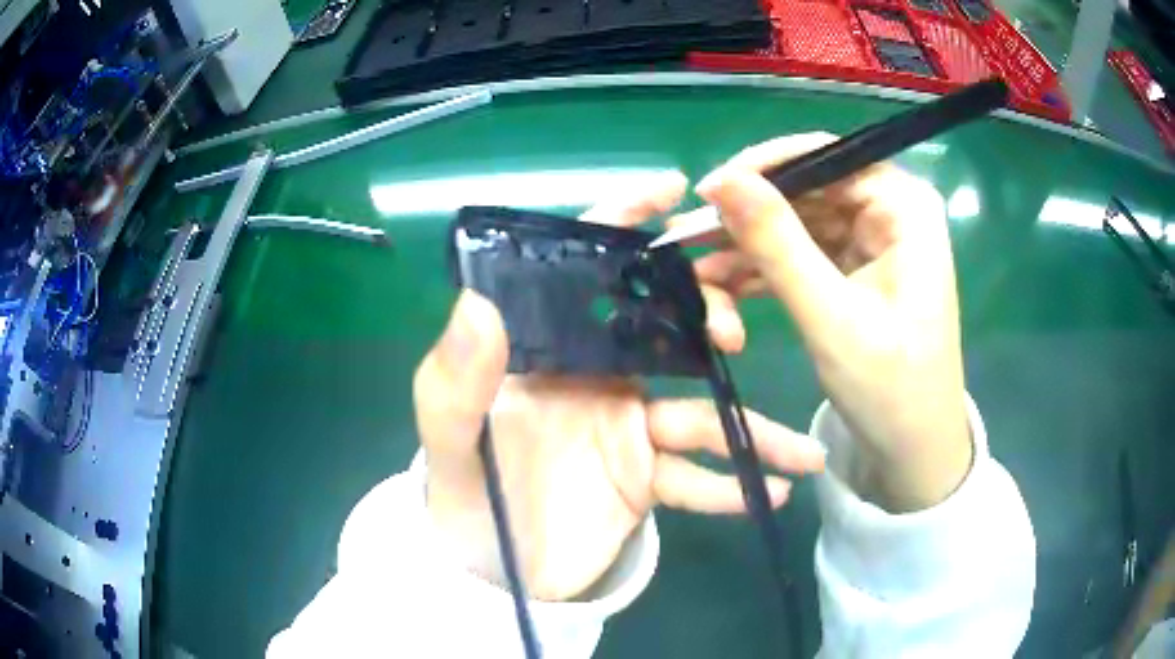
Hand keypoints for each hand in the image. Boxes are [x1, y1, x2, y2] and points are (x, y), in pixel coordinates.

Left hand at [413, 174, 825, 601]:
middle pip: (665, 327)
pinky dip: (731, 488)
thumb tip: (479, 302)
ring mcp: (628, 430)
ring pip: (700, 415)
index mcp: (547, 350)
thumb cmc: (465, 495)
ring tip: (804, 451)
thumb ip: (455, 378)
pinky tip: (769, 494)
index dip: (624, 220)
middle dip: (707, 317)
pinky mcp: (645, 480)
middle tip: (736, 334)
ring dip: (753, 431)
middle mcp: (596, 377)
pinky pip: (697, 478)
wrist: (490, 570)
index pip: (585, 267)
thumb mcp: (449, 436)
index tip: (673, 190)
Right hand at [688, 133, 972, 512]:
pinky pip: (799, 253)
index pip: (825, 157)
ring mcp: (870, 239)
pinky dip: (762, 271)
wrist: (912, 450)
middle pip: (805, 189)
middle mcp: (889, 210)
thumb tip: (721, 181)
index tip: (707, 193)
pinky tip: (724, 291)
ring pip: (795, 222)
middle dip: (748, 218)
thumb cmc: (890, 389)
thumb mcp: (831, 316)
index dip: (763, 168)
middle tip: (689, 240)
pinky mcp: (853, 268)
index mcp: (904, 206)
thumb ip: (777, 244)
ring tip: (698, 277)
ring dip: (748, 250)